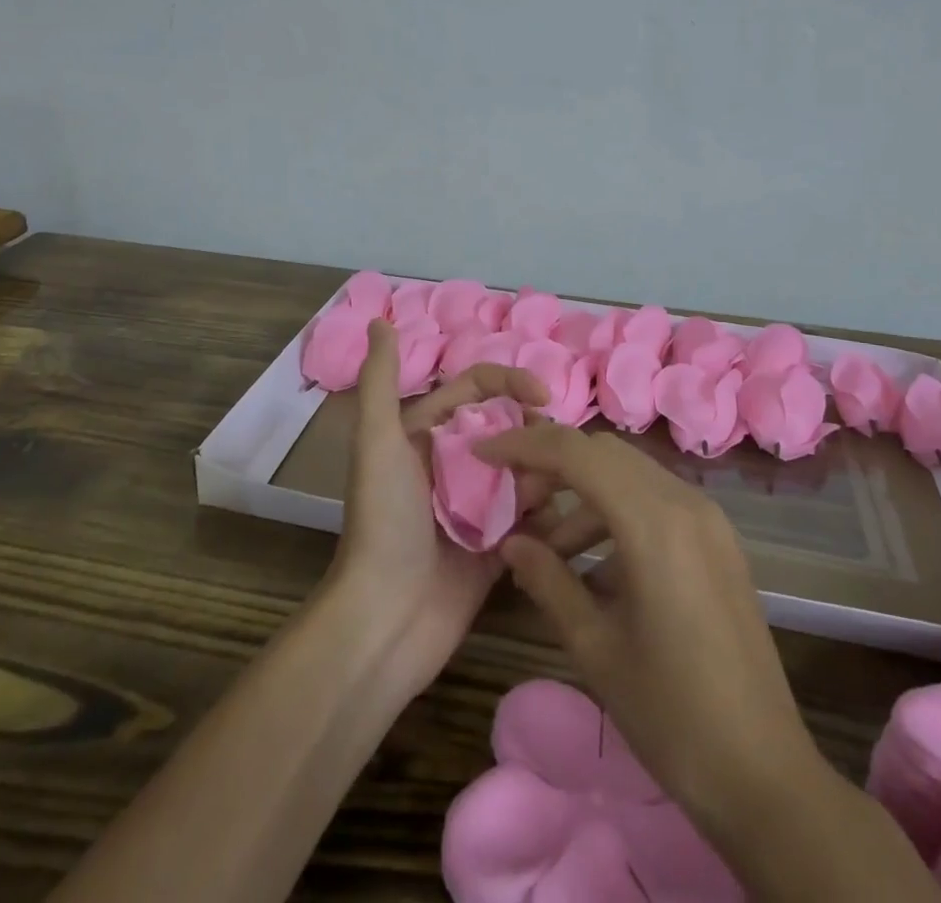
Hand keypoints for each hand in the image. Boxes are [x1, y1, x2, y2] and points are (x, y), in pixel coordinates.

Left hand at [329, 320, 548, 695]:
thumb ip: (380, 381)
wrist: (385, 621)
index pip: (478, 389)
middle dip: (534, 435)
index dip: (511, 384)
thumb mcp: (377, 443)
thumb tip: (379, 319)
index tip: (543, 399)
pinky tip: (563, 522)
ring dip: (543, 475)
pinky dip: (549, 515)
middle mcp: (454, 465)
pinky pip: (533, 518)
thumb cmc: (383, 522)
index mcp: (427, 435)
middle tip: (556, 455)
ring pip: (526, 471)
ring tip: (550, 496)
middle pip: (510, 428)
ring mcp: (477, 506)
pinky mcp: (496, 546)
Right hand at [475, 423, 827, 835]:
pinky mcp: (719, 541)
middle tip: (515, 505)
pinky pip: (656, 501)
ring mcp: (708, 519)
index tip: (483, 454)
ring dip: (584, 494)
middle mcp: (684, 502)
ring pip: (630, 474)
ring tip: (549, 550)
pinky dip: (617, 513)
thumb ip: (547, 581)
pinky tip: (596, 568)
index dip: (523, 444)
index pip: (575, 452)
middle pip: (604, 453)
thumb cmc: (670, 714)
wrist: (764, 774)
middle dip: (552, 466)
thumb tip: (510, 543)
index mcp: (653, 521)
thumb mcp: (595, 647)